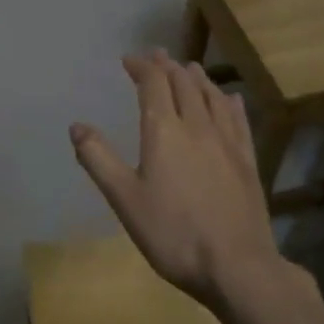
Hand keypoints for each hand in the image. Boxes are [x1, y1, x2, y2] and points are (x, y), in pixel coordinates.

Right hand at [70, 51, 286, 310]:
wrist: (238, 267)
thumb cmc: (174, 234)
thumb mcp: (125, 200)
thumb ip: (99, 159)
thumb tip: (76, 126)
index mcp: (164, 130)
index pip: (153, 83)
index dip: (141, 67)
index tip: (129, 60)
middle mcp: (197, 125)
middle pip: (183, 83)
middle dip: (167, 66)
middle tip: (157, 56)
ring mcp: (226, 142)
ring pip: (212, 96)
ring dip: (197, 78)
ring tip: (190, 68)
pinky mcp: (247, 161)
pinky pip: (238, 120)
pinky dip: (229, 103)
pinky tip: (230, 100)